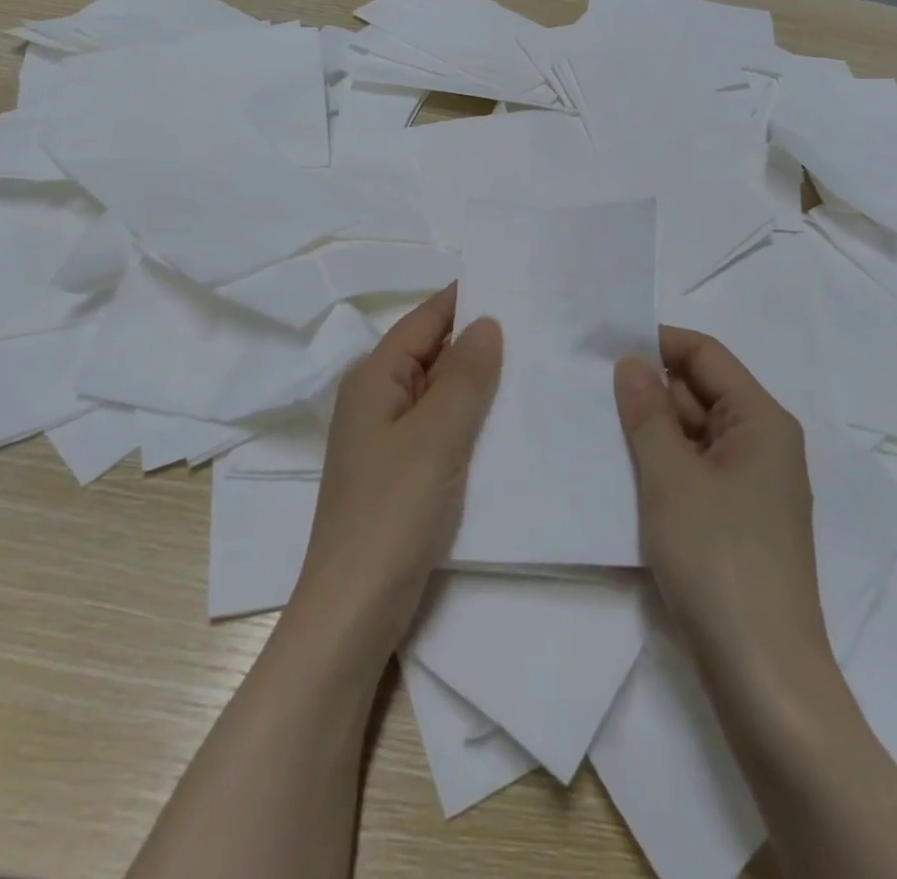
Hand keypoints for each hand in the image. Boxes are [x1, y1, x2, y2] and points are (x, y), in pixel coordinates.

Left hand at [289, 285, 502, 661]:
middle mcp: (377, 399)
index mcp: (374, 377)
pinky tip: (511, 421)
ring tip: (537, 365)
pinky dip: (472, 418)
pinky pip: (442, 427)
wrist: (354, 610)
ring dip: (480, 382)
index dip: (467, 300)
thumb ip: (465, 375)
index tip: (517, 286)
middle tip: (542, 327)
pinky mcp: (403, 471)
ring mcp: (388, 438)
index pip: (425, 319)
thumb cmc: (392, 511)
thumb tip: (487, 322)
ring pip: (440, 392)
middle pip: (432, 353)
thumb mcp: (436, 435)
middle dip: (480, 341)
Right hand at [614, 327, 829, 689]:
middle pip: (701, 392)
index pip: (706, 355)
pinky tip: (623, 475)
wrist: (764, 679)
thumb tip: (632, 361)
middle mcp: (764, 444)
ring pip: (695, 435)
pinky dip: (663, 466)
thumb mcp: (671, 477)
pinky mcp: (739, 522)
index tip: (605, 347)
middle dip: (649, 390)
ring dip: (652, 431)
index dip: (658, 342)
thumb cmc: (718, 560)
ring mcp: (753, 487)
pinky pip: (697, 471)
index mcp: (762, 420)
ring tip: (596, 430)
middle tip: (589, 392)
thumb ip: (647, 413)